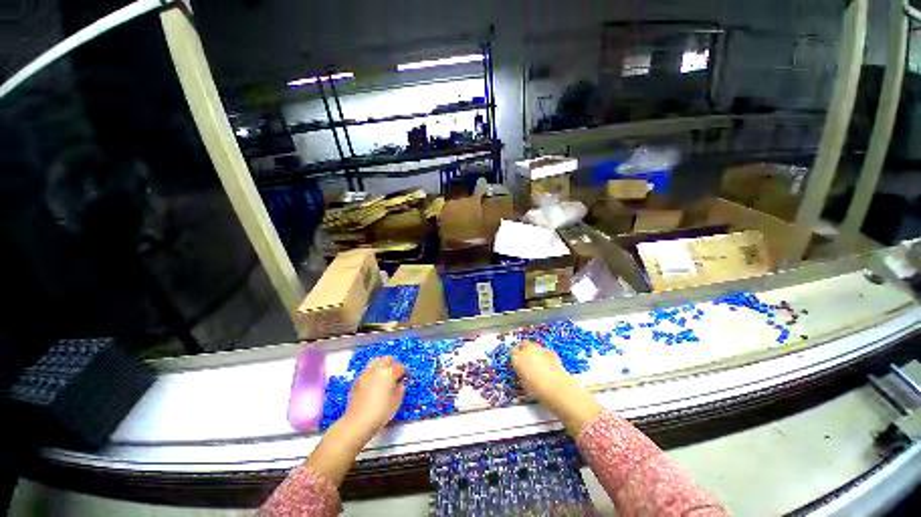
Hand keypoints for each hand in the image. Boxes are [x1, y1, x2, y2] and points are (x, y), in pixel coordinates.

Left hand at [343, 356, 405, 438]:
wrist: (358, 422)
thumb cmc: (381, 412)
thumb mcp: (397, 401)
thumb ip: (400, 389)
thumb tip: (400, 383)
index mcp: (389, 372)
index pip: (400, 367)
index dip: (405, 372)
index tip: (406, 378)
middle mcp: (377, 369)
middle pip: (387, 359)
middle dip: (393, 364)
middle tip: (396, 374)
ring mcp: (366, 374)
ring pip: (376, 361)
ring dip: (381, 365)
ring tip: (384, 375)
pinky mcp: (357, 380)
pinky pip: (367, 371)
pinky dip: (372, 373)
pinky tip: (373, 383)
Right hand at [511, 340, 574, 405]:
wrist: (558, 389)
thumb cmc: (537, 390)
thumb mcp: (523, 383)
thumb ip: (521, 373)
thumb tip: (522, 371)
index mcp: (518, 358)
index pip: (512, 351)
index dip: (514, 356)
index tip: (516, 362)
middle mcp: (528, 350)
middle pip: (523, 344)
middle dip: (524, 349)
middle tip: (526, 359)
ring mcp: (540, 349)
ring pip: (534, 346)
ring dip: (534, 351)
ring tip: (537, 362)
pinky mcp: (551, 352)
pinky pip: (545, 351)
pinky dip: (544, 355)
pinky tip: (547, 364)